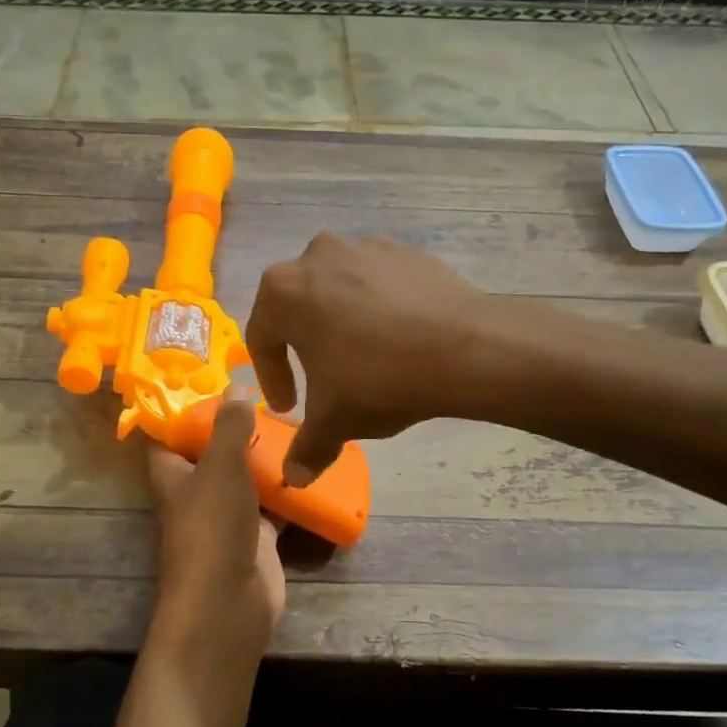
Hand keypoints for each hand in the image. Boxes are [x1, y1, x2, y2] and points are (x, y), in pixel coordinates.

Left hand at [147, 397, 285, 661]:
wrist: (230, 603)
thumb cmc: (213, 527)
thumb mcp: (220, 467)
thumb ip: (228, 427)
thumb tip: (235, 387)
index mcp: (174, 474)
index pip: (170, 434)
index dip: (185, 409)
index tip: (214, 379)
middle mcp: (197, 493)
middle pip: (214, 453)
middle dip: (238, 429)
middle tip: (270, 399)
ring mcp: (228, 517)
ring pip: (248, 479)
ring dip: (268, 458)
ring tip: (297, 422)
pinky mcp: (258, 538)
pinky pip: (275, 506)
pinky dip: (291, 491)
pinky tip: (313, 465)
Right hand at [245, 234, 493, 481]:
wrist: (465, 348)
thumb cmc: (377, 379)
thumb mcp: (333, 421)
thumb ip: (306, 448)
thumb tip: (294, 479)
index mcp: (283, 290)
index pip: (262, 339)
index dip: (272, 379)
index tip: (289, 409)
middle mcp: (317, 256)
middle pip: (300, 309)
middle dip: (306, 347)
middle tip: (322, 380)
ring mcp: (366, 248)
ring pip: (340, 292)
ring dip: (343, 324)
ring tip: (364, 360)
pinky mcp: (407, 252)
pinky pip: (379, 285)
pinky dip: (380, 310)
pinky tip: (399, 342)